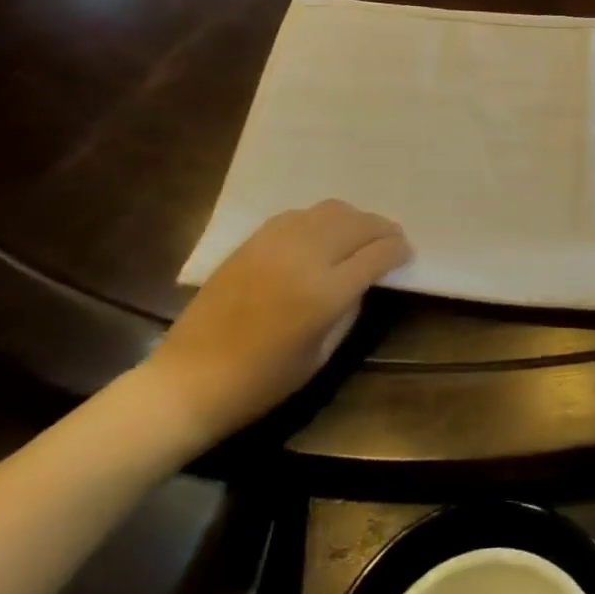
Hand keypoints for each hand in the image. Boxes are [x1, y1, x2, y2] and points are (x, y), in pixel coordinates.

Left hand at [142, 200, 410, 449]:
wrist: (188, 380)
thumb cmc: (260, 382)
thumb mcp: (320, 354)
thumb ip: (348, 310)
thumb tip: (364, 280)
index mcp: (325, 293)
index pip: (377, 254)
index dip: (398, 250)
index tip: (406, 254)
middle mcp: (306, 257)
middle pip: (359, 224)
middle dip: (382, 229)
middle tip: (392, 240)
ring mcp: (277, 243)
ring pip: (331, 210)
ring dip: (354, 219)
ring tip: (360, 234)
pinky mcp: (254, 240)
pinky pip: (300, 215)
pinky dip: (321, 219)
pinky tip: (322, 235)